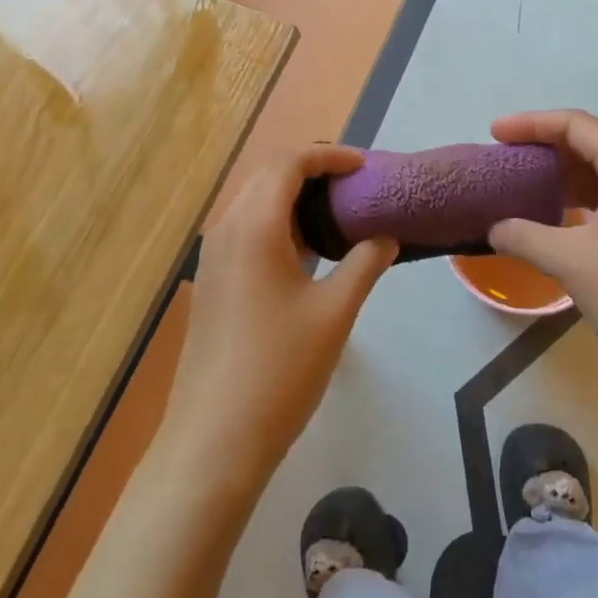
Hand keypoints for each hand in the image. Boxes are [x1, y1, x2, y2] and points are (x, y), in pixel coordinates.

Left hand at [160, 144, 397, 488]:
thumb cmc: (279, 370)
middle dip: (312, 169)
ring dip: (293, 196)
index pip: (290, 162)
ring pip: (254, 201)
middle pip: (269, 175)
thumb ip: (364, 264)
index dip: (329, 155)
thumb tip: (386, 236)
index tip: (364, 167)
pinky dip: (277, 221)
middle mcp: (227, 229)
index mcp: (254, 226)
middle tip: (354, 186)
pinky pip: (245, 228)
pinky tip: (306, 251)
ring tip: (337, 213)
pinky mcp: (211, 281)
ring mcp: (213, 257)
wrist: (213, 441)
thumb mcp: (334, 313)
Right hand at [487, 111, 597, 391]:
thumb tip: (494, 228)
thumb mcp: (573, 262)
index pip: (575, 125)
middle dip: (544, 147)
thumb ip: (526, 236)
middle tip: (505, 160)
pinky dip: (579, 202)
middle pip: (589, 144)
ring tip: (523, 187)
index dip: (531, 123)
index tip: (494, 134)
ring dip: (561, 177)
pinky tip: (556, 222)